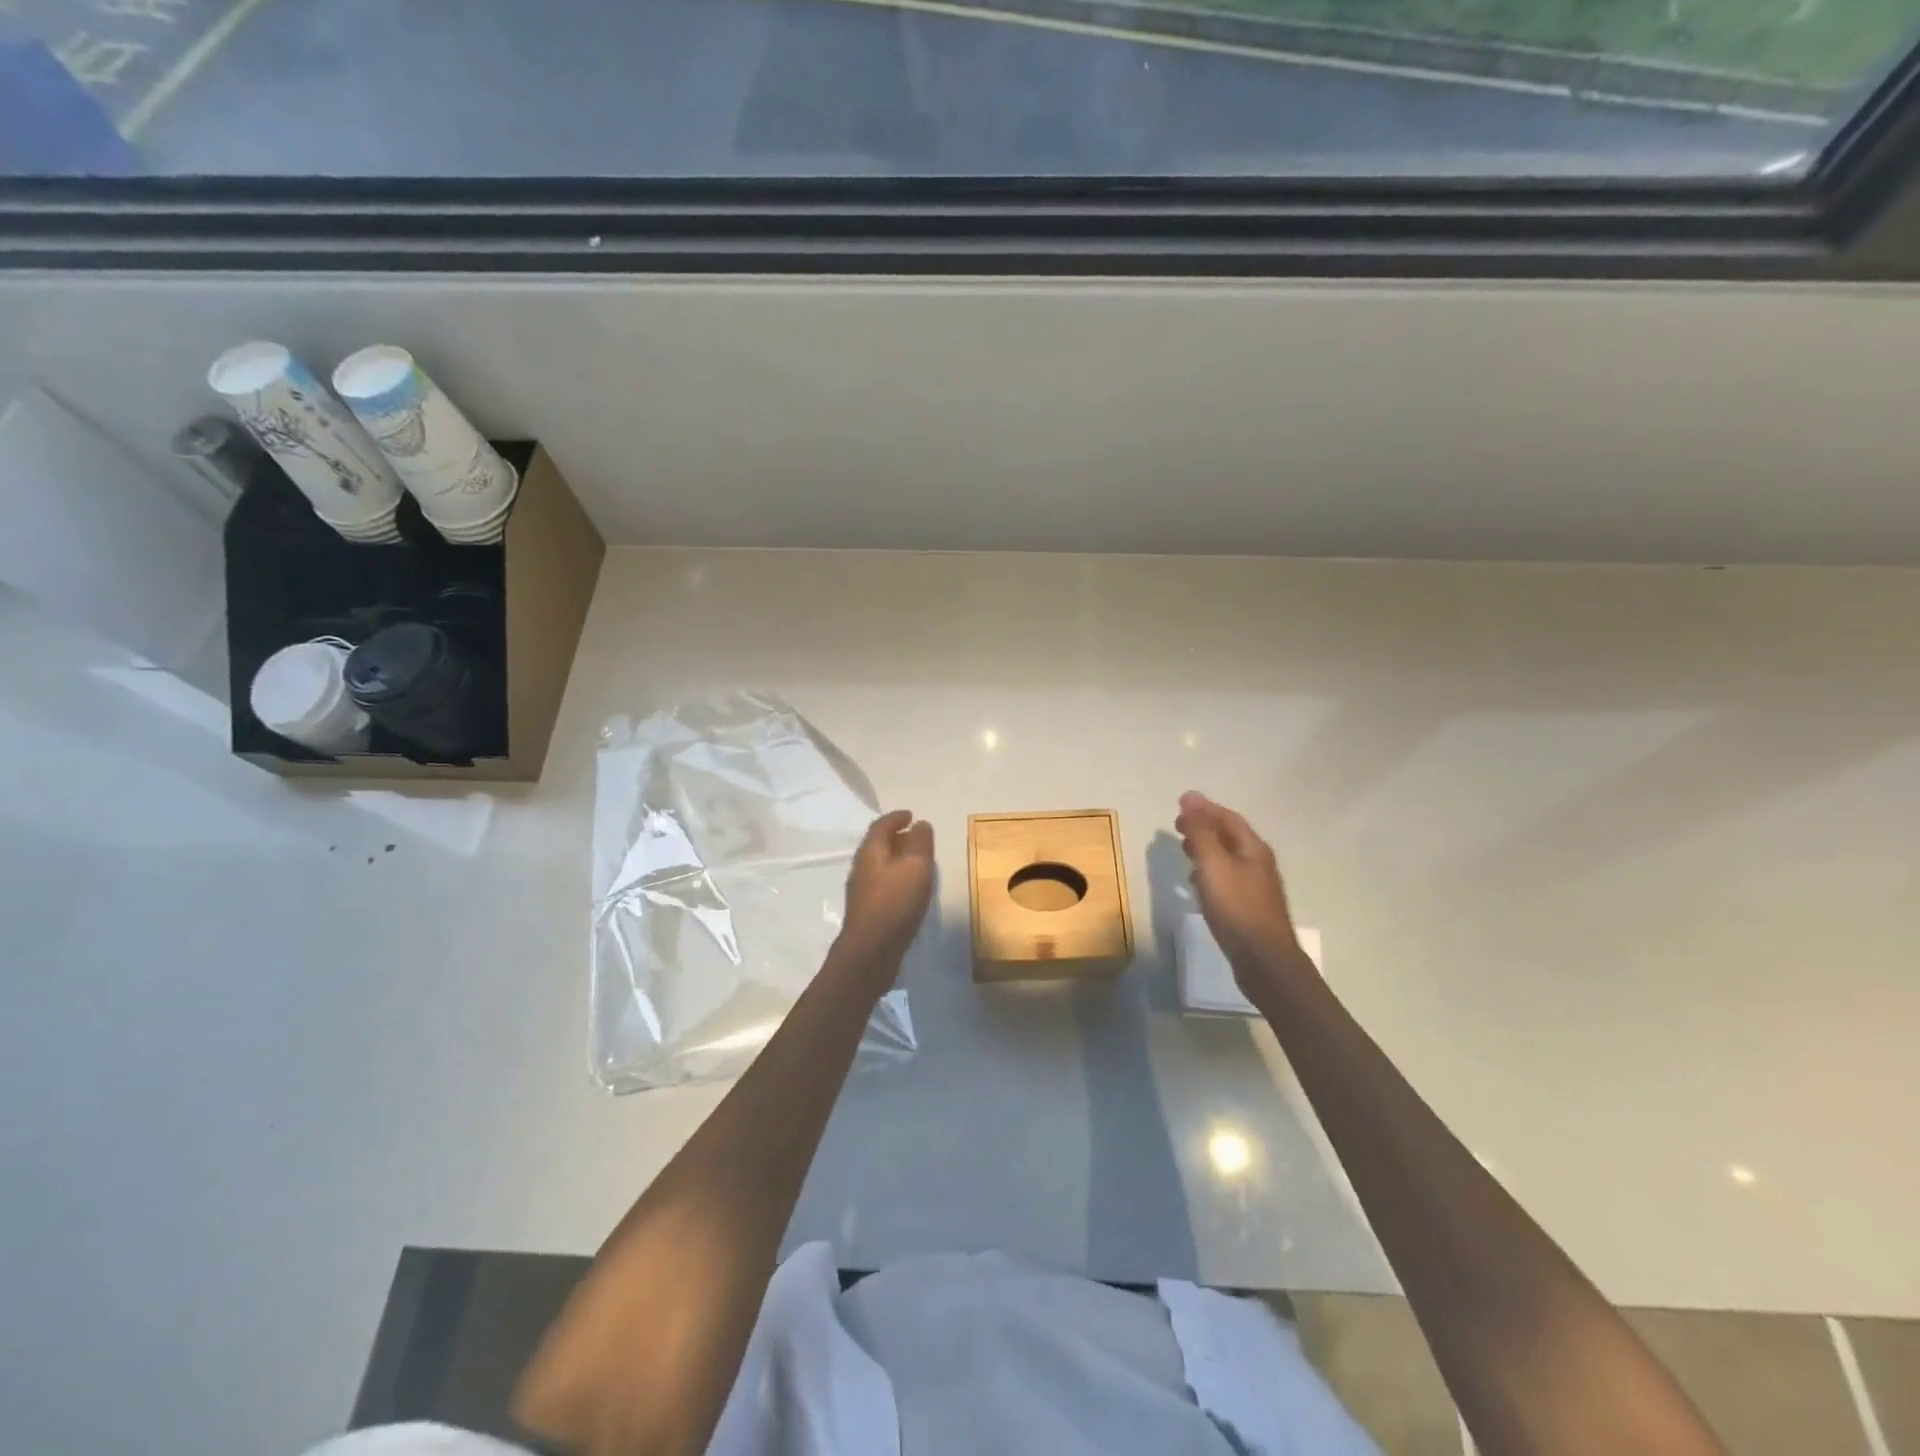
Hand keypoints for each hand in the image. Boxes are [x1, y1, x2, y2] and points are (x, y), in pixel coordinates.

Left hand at [840, 809, 935, 964]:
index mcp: (871, 851)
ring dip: (897, 858)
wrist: (870, 952)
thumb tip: (920, 824)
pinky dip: (896, 877)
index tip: (911, 815)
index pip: (881, 825)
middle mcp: (862, 867)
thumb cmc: (895, 903)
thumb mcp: (916, 866)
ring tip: (917, 862)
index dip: (896, 817)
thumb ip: (920, 842)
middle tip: (917, 836)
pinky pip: (882, 883)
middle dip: (897, 837)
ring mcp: (862, 890)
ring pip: (880, 865)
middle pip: (878, 844)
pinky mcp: (867, 910)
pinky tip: (909, 889)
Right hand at [1176, 791, 1306, 991]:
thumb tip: (1190, 797)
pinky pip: (1226, 878)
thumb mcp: (1214, 864)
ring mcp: (1255, 887)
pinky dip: (1209, 872)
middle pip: (1230, 836)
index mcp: (1253, 849)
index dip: (1205, 808)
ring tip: (1183, 848)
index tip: (1180, 804)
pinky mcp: (1248, 908)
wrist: (1263, 960)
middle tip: (1177, 825)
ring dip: (1206, 848)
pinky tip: (1196, 882)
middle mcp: (1257, 863)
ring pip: (1227, 858)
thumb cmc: (1237, 907)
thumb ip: (1201, 831)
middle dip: (1204, 826)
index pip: (1228, 818)